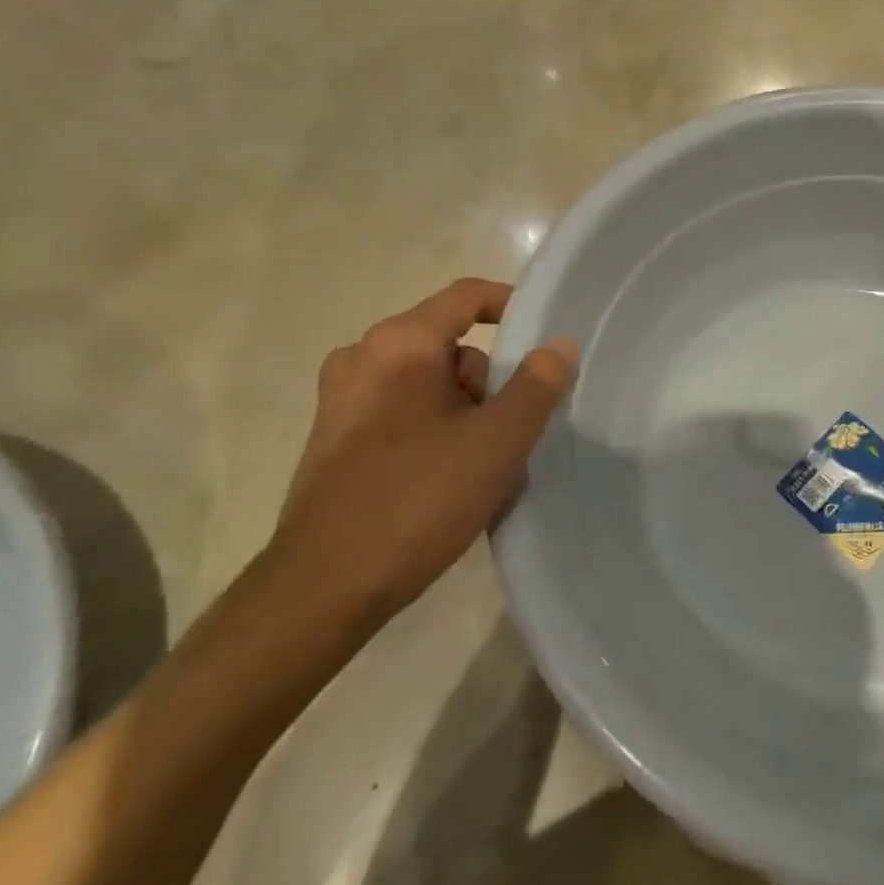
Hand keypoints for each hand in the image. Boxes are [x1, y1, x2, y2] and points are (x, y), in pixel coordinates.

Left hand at [266, 278, 576, 620]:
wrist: (324, 588)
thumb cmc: (417, 499)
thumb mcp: (497, 442)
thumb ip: (537, 386)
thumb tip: (559, 344)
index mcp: (398, 344)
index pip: (467, 296)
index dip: (513, 308)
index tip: (548, 342)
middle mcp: (363, 358)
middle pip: (452, 347)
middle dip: (492, 383)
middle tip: (514, 433)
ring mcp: (343, 400)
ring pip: (431, 385)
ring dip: (468, 414)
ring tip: (488, 468)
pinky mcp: (336, 439)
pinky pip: (404, 414)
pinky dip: (437, 432)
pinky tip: (452, 482)